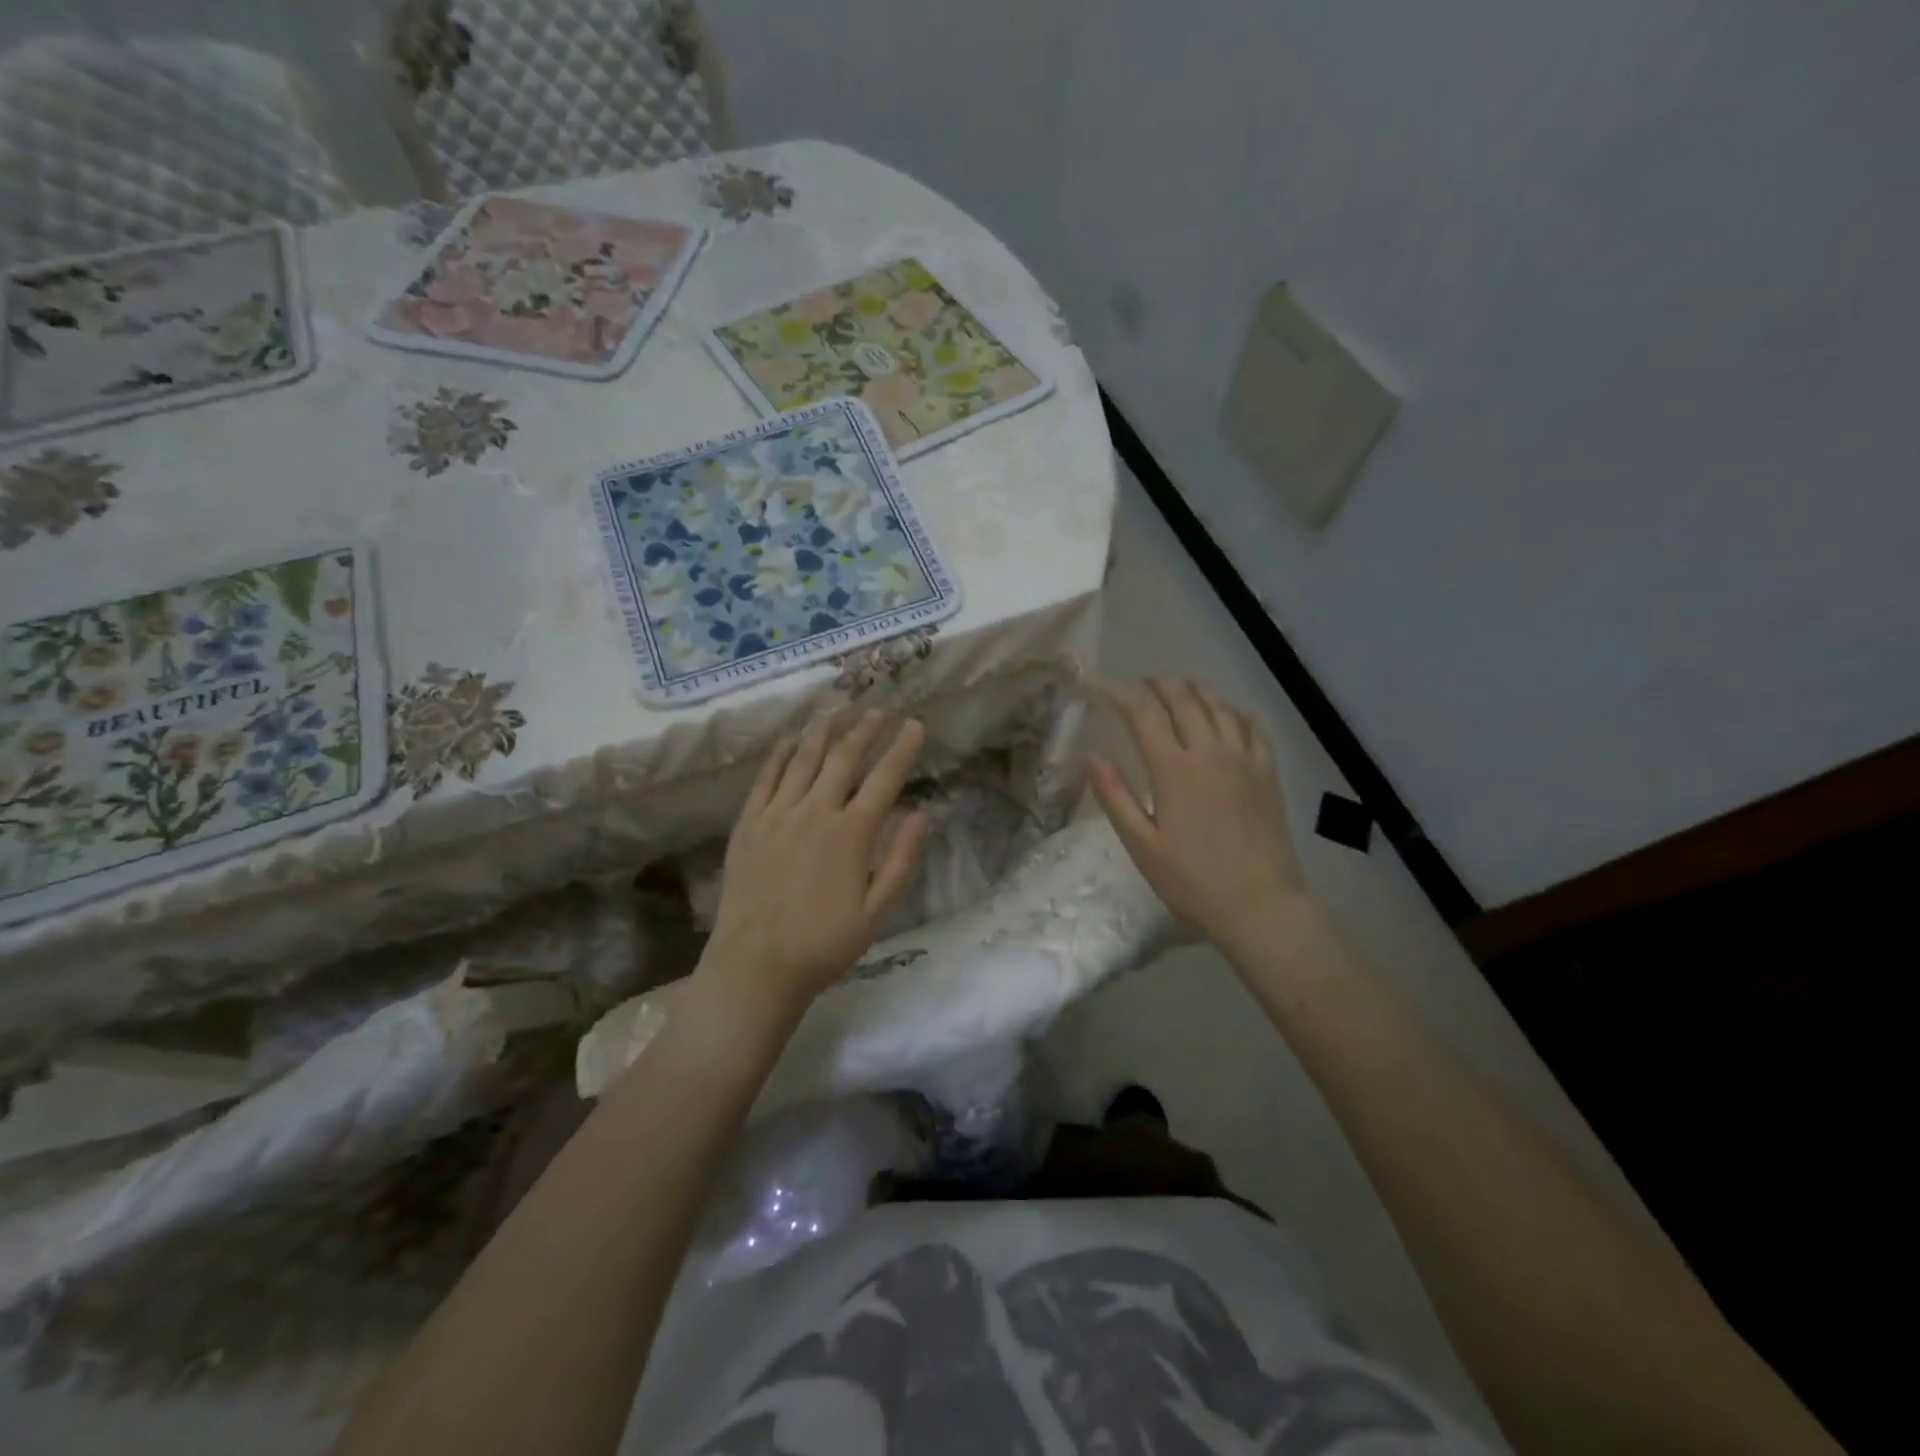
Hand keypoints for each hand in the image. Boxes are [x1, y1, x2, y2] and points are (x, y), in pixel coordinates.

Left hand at [696, 711, 928, 1019]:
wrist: (756, 964)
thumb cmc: (824, 943)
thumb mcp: (878, 911)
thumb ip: (901, 859)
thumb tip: (921, 813)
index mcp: (851, 833)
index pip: (884, 779)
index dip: (902, 749)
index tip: (915, 725)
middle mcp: (815, 811)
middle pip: (843, 758)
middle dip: (864, 730)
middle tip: (878, 711)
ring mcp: (777, 814)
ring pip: (803, 758)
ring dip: (823, 731)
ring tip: (837, 711)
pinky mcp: (748, 823)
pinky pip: (766, 777)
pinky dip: (780, 753)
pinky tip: (789, 739)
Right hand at [1089, 678, 1307, 955]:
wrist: (1260, 905)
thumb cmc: (1192, 881)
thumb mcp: (1142, 846)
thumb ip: (1115, 797)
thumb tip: (1092, 756)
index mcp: (1174, 770)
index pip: (1143, 715)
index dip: (1120, 695)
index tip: (1101, 687)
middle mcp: (1210, 753)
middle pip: (1184, 700)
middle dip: (1160, 684)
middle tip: (1143, 682)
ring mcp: (1244, 760)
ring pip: (1219, 707)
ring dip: (1196, 690)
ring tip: (1180, 687)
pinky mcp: (1267, 774)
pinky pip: (1253, 727)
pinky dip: (1235, 710)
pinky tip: (1228, 712)